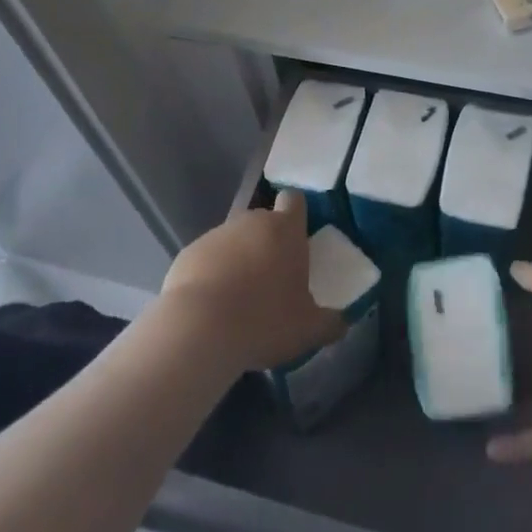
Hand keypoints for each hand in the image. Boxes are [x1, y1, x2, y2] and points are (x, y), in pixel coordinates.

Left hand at [161, 190, 346, 372]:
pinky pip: (207, 259)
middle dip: (268, 243)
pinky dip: (211, 274)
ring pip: (233, 240)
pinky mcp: (188, 253)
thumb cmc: (264, 321)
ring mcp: (216, 235)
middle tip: (272, 279)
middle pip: (263, 222)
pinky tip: (212, 307)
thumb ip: (330, 322)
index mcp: (285, 230)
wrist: (199, 330)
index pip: (294, 200)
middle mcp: (250, 222)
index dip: (296, 214)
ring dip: (239, 259)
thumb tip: (343, 322)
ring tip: (239, 300)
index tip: (297, 238)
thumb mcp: (308, 330)